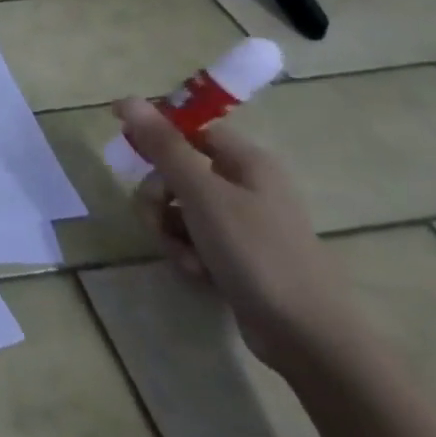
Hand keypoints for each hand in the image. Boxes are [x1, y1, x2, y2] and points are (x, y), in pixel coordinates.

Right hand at [118, 98, 361, 375]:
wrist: (308, 337)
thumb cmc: (256, 252)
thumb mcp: (201, 194)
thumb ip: (163, 146)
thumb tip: (127, 99)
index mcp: (246, 161)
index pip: (190, 130)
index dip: (156, 137)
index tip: (127, 153)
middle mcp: (245, 184)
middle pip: (177, 171)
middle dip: (157, 196)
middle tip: (155, 218)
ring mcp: (242, 222)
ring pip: (179, 208)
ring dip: (168, 229)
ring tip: (182, 255)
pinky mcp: (236, 254)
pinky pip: (193, 238)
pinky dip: (186, 252)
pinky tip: (196, 273)